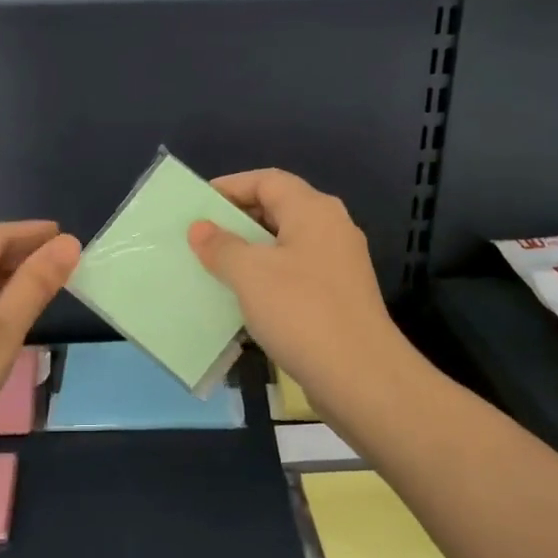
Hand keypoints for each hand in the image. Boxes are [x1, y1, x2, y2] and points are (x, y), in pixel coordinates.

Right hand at [187, 169, 409, 415]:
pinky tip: (242, 299)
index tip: (197, 204)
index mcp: (313, 210)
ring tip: (213, 266)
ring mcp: (338, 265)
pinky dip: (266, 278)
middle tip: (200, 236)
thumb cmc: (301, 312)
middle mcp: (331, 229)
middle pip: (278, 209)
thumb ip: (221, 246)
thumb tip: (200, 228)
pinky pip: (294, 274)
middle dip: (237, 220)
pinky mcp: (338, 297)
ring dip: (249, 252)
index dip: (230, 186)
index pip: (267, 180)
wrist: (361, 377)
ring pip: (285, 245)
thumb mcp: (250, 274)